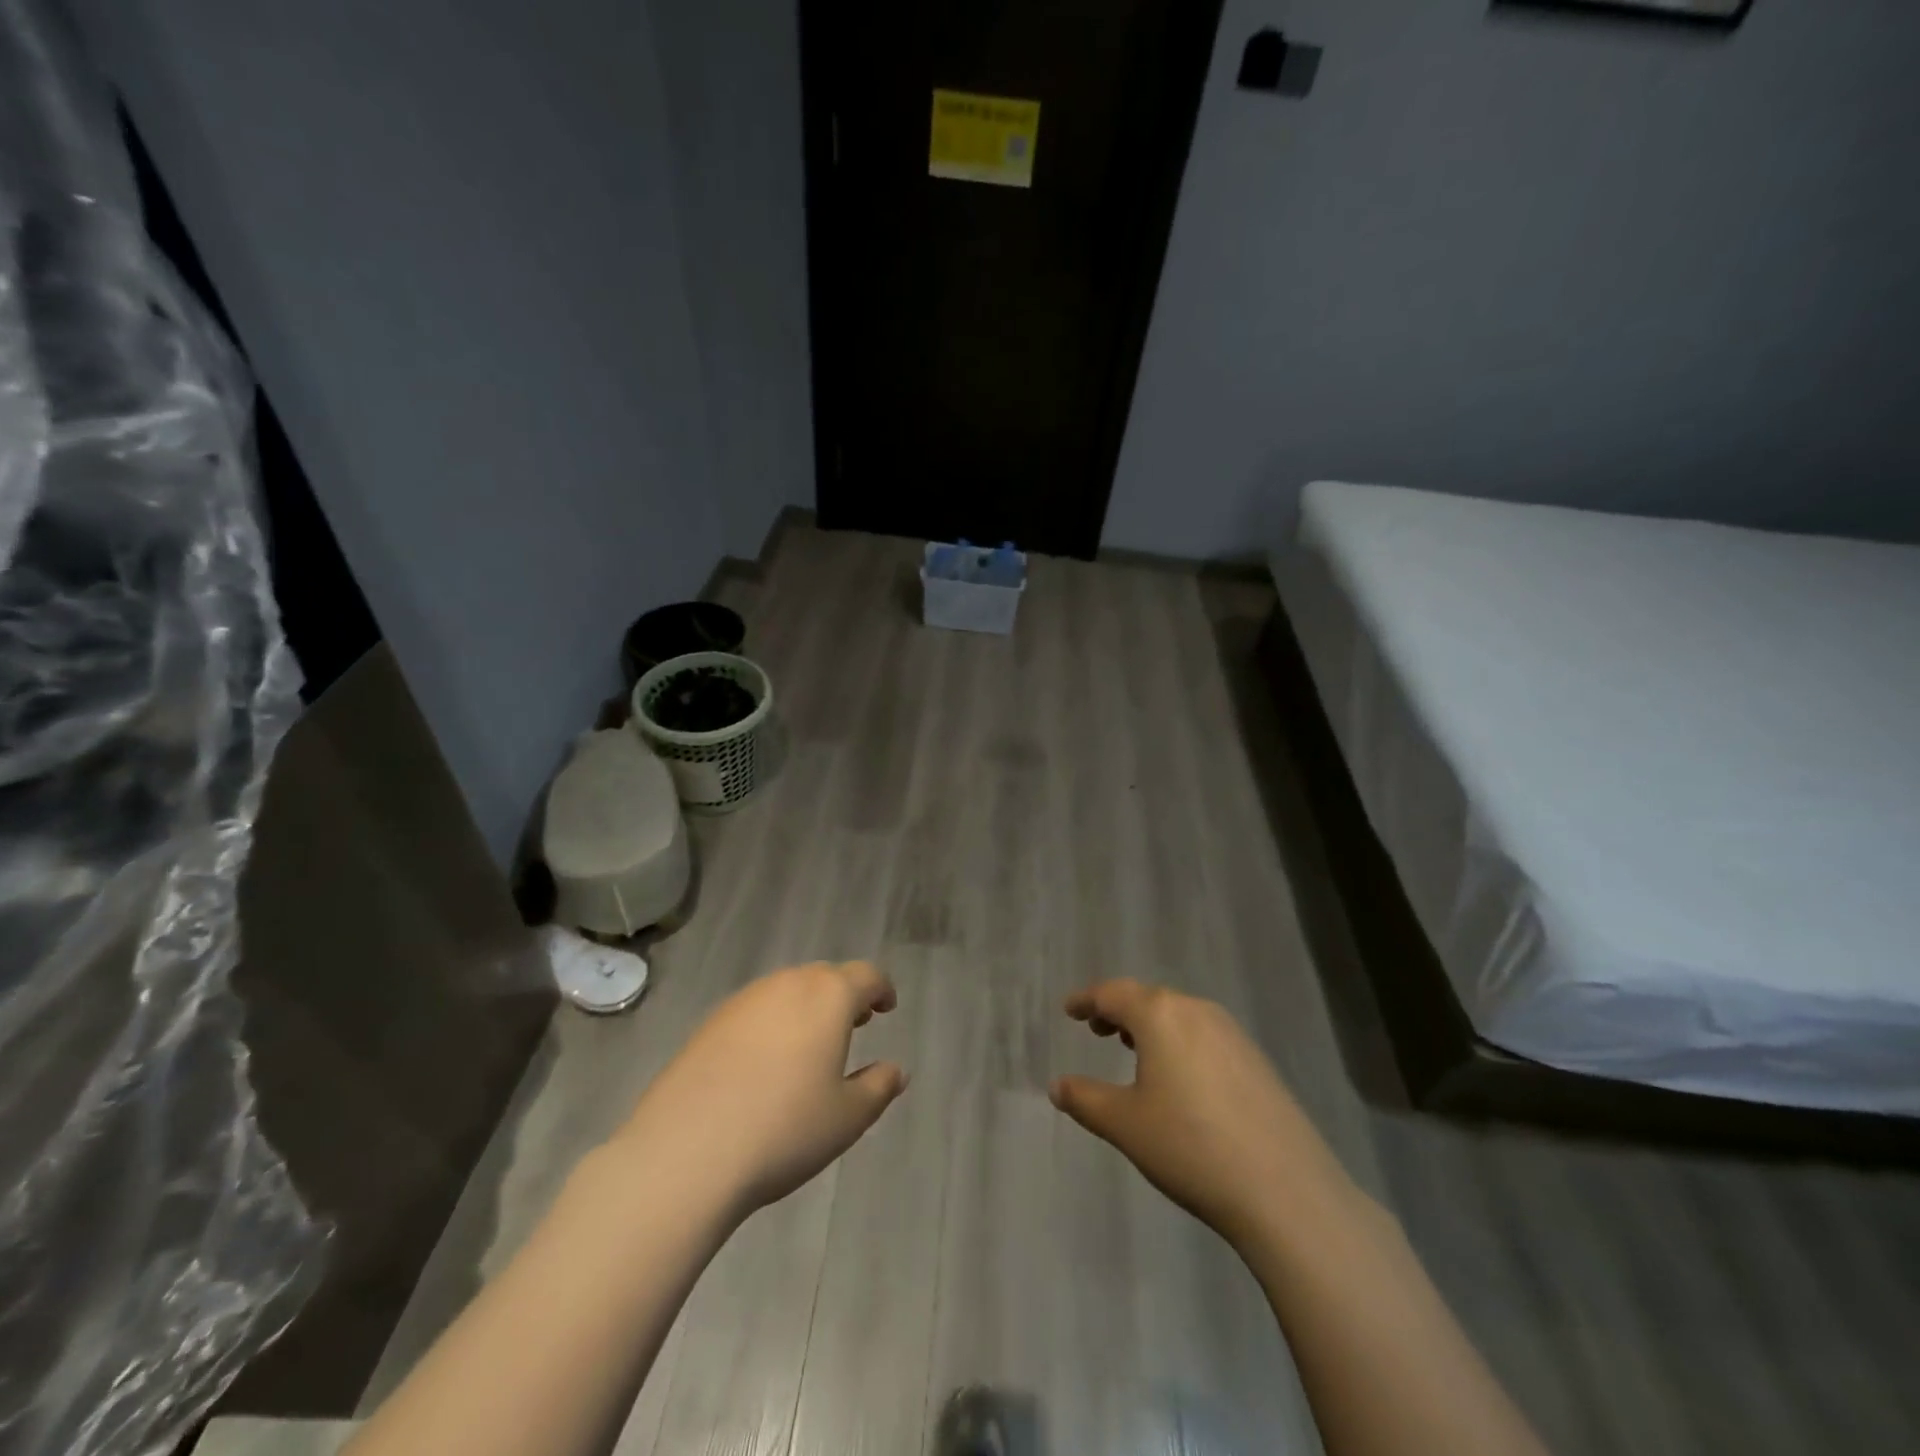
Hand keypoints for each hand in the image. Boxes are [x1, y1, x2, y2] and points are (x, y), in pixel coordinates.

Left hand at [612, 961, 907, 1218]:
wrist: (684, 1154)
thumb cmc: (783, 1130)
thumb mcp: (847, 1118)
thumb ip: (878, 1087)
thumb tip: (896, 1070)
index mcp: (828, 997)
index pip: (865, 976)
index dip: (882, 989)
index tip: (887, 1008)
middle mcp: (787, 984)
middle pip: (825, 977)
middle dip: (844, 996)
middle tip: (855, 1024)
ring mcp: (743, 1001)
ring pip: (787, 990)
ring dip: (807, 1007)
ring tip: (811, 1044)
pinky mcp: (709, 1023)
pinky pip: (755, 1010)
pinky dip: (772, 1023)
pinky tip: (765, 1063)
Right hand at [1050, 979, 1355, 1249]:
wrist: (1286, 1190)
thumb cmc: (1190, 1146)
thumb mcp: (1125, 1124)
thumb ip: (1085, 1099)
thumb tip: (1056, 1085)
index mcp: (1160, 1015)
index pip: (1113, 994)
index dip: (1087, 1000)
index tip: (1070, 1010)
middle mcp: (1197, 1011)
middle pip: (1148, 999)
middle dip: (1119, 1011)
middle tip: (1097, 1030)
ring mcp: (1233, 1034)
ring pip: (1179, 1016)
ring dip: (1151, 1027)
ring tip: (1133, 1050)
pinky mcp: (1257, 1061)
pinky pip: (1205, 1036)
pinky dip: (1180, 1042)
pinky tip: (1180, 1078)